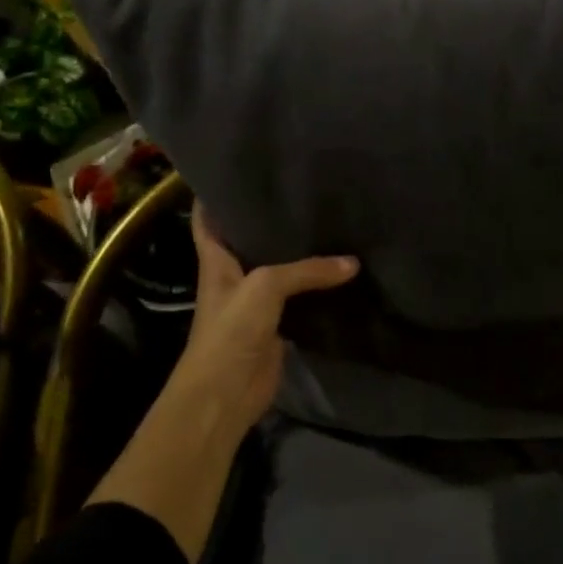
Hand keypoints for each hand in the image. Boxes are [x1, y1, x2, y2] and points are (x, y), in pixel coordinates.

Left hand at [167, 204, 360, 436]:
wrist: (226, 394)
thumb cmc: (231, 331)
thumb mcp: (266, 287)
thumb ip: (308, 270)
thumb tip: (353, 263)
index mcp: (217, 260)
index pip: (209, 219)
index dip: (217, 194)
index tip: (238, 169)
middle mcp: (235, 275)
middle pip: (251, 239)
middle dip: (270, 217)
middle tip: (302, 190)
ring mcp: (256, 302)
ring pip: (280, 268)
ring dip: (299, 252)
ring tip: (329, 221)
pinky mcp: (277, 324)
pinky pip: (300, 297)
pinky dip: (317, 285)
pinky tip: (340, 269)